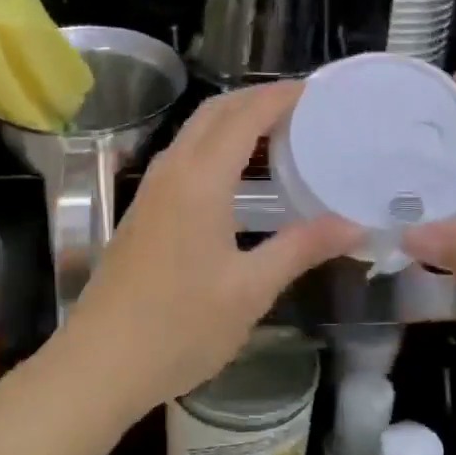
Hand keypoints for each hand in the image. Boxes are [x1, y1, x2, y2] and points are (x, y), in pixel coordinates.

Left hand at [61, 82, 358, 416]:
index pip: (245, 115)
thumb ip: (301, 248)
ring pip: (195, 133)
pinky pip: (185, 157)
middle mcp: (172, 171)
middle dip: (258, 99)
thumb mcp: (250, 290)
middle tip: (305, 108)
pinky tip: (240, 176)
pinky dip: (217, 146)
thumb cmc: (179, 327)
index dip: (282, 97)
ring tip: (281, 133)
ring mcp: (152, 190)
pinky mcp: (143, 211)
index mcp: (200, 180)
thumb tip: (355, 225)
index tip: (320, 91)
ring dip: (235, 121)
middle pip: (215, 112)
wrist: (100, 363)